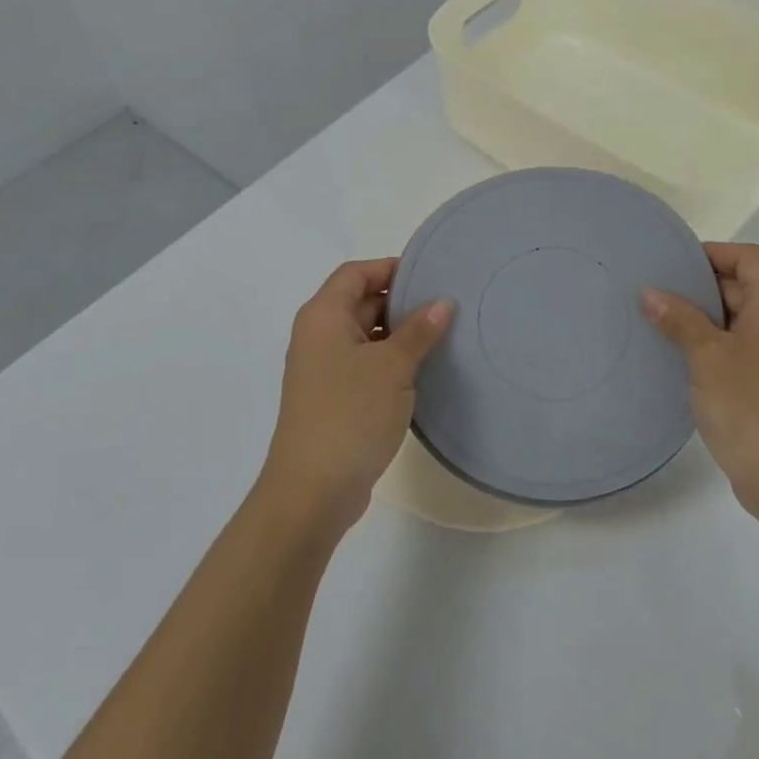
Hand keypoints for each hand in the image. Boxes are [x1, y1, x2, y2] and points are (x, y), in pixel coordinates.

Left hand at [259, 258, 454, 534]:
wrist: (312, 490)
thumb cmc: (350, 415)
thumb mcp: (392, 367)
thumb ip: (418, 331)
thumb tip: (442, 303)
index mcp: (323, 316)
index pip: (356, 273)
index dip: (391, 268)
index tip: (431, 275)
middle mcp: (318, 335)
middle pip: (361, 301)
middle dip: (401, 301)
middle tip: (446, 305)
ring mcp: (324, 369)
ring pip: (366, 335)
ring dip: (399, 334)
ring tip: (443, 336)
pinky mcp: (334, 397)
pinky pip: (365, 363)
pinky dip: (391, 360)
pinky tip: (423, 370)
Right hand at [642, 242, 758, 523]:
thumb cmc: (751, 406)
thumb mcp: (706, 356)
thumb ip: (679, 319)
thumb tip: (650, 292)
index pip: (749, 257)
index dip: (712, 254)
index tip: (672, 264)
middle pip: (746, 286)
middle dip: (702, 286)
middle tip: (656, 294)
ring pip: (743, 319)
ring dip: (706, 318)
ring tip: (662, 323)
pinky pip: (746, 347)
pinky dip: (717, 344)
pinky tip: (684, 358)